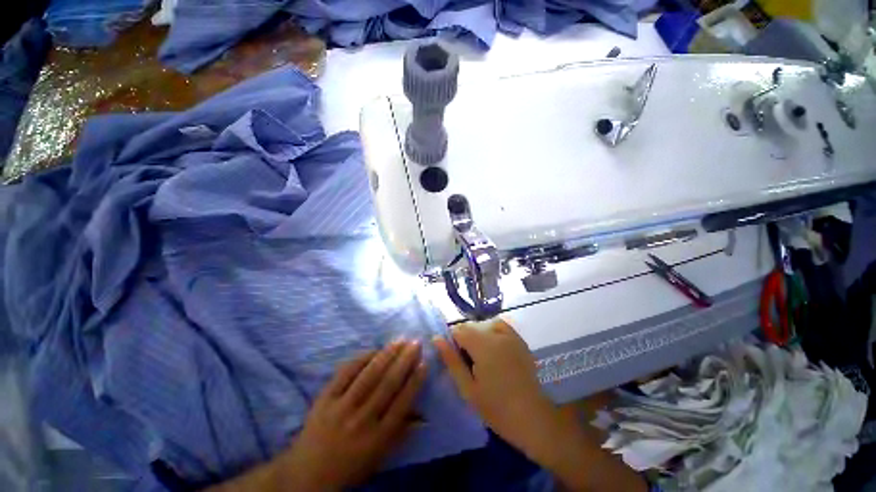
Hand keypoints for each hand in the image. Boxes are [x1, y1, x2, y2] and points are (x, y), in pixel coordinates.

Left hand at [279, 340, 426, 490]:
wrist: (306, 474)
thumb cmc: (350, 466)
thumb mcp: (379, 457)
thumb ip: (401, 433)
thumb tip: (424, 415)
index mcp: (377, 438)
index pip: (402, 403)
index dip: (415, 381)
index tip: (424, 362)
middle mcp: (361, 421)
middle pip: (387, 384)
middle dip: (404, 360)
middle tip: (415, 343)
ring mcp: (341, 408)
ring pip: (369, 375)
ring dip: (387, 355)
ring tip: (400, 340)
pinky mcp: (324, 399)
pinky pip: (345, 373)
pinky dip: (361, 359)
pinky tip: (373, 349)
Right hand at [433, 320, 558, 457]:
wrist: (531, 417)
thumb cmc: (495, 407)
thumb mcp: (468, 388)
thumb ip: (451, 360)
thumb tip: (436, 339)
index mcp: (482, 346)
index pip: (459, 330)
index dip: (451, 340)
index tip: (454, 356)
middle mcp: (496, 334)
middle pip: (471, 325)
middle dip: (464, 337)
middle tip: (466, 361)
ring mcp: (510, 335)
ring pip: (484, 324)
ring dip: (477, 333)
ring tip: (479, 353)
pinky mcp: (519, 339)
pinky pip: (500, 325)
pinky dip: (492, 330)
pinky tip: (493, 345)